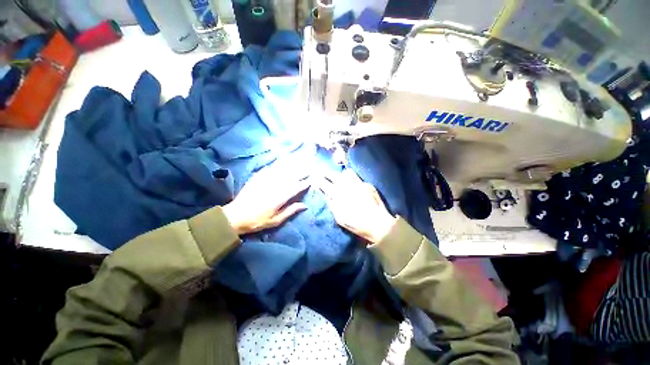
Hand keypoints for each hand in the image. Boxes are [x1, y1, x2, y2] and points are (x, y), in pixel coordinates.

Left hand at [222, 167, 309, 235]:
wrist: (235, 216)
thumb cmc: (257, 221)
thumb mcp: (275, 221)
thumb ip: (290, 211)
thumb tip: (304, 205)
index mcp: (279, 197)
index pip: (296, 187)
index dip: (304, 183)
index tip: (312, 178)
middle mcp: (274, 186)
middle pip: (290, 176)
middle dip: (301, 171)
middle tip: (310, 167)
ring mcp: (265, 180)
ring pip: (281, 170)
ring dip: (291, 166)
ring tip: (300, 161)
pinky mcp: (257, 178)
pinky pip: (269, 169)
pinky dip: (277, 165)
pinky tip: (282, 162)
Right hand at [317, 169, 396, 244]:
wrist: (378, 224)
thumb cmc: (356, 223)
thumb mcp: (339, 217)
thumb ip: (331, 204)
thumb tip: (326, 195)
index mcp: (338, 195)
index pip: (324, 183)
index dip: (318, 180)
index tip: (314, 179)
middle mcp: (347, 186)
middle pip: (333, 174)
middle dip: (327, 174)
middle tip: (325, 175)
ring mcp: (358, 183)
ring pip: (346, 173)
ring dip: (341, 175)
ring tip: (341, 179)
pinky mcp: (368, 184)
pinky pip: (357, 178)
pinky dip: (353, 180)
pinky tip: (354, 186)